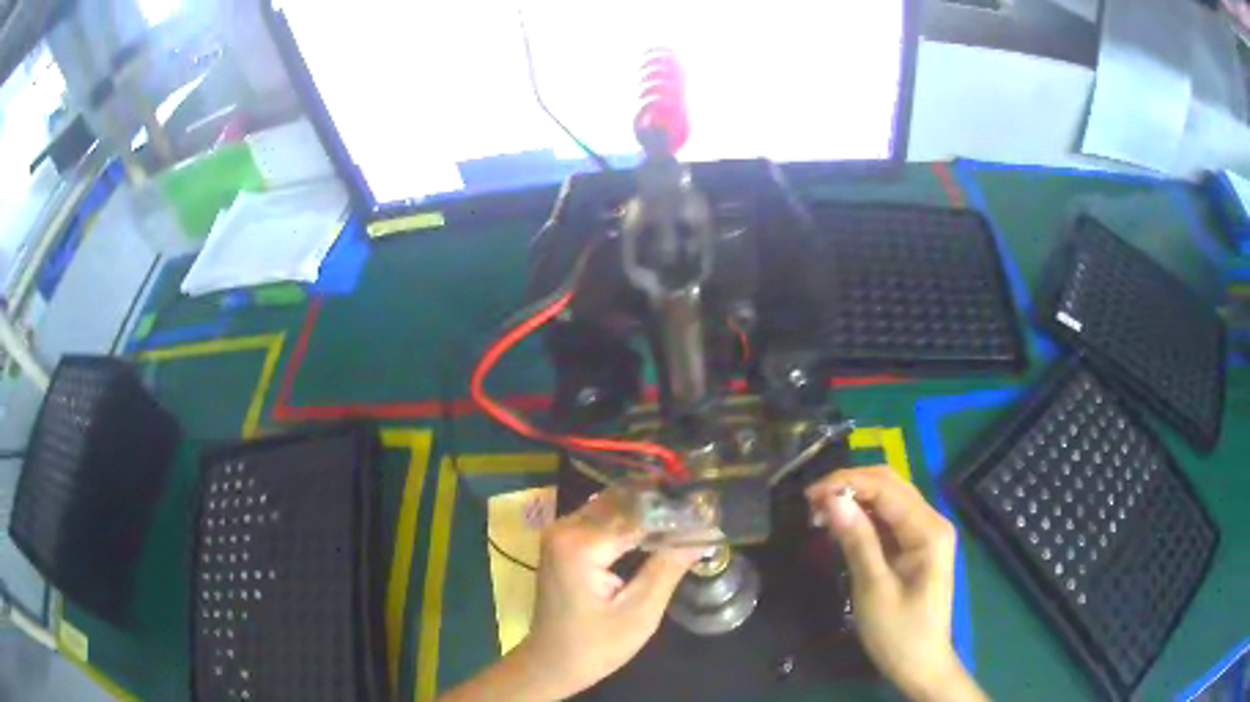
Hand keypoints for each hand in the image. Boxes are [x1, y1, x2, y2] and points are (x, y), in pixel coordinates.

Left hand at [440, 492, 699, 700]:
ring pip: (611, 504)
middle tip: (701, 510)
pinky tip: (657, 526)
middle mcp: (565, 528)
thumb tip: (704, 533)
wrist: (551, 662)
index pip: (638, 514)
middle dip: (662, 503)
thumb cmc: (595, 646)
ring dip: (647, 508)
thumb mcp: (639, 613)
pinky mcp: (562, 540)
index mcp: (581, 545)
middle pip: (622, 501)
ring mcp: (560, 532)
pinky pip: (600, 517)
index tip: (709, 511)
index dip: (675, 512)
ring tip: (686, 515)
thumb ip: (668, 568)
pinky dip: (629, 518)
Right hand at [807, 467, 986, 701]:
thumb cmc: (899, 633)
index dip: (846, 483)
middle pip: (890, 485)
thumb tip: (832, 500)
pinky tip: (842, 527)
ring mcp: (927, 533)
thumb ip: (857, 541)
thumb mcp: (873, 589)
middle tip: (812, 504)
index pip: (886, 488)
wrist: (921, 665)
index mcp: (929, 530)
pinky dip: (864, 517)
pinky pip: (890, 518)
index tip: (808, 498)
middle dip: (850, 486)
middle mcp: (932, 521)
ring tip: (820, 514)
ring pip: (889, 498)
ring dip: (856, 499)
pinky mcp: (917, 545)